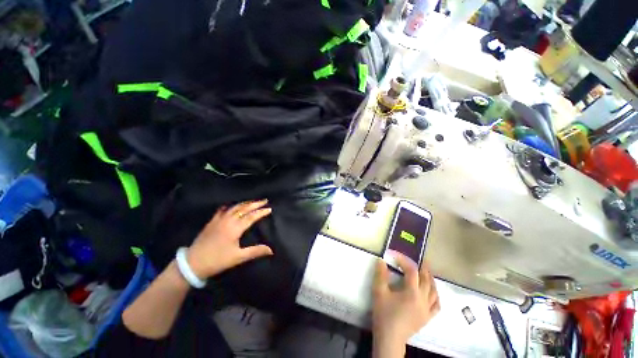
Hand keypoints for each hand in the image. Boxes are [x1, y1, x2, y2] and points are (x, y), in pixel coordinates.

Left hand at [186, 199, 273, 278]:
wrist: (192, 263)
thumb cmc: (217, 260)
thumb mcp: (238, 257)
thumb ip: (255, 251)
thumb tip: (271, 250)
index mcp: (235, 228)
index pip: (251, 216)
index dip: (261, 212)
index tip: (270, 209)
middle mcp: (228, 220)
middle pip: (244, 208)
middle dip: (255, 204)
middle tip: (264, 200)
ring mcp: (219, 220)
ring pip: (234, 207)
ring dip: (245, 203)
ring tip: (253, 201)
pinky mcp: (212, 222)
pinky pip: (222, 210)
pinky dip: (230, 206)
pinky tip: (231, 205)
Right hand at [372, 254, 439, 356]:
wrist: (390, 337)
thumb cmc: (384, 313)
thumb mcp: (379, 292)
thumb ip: (380, 275)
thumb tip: (381, 260)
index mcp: (411, 292)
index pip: (412, 272)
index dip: (405, 261)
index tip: (396, 256)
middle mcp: (423, 299)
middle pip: (427, 280)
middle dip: (424, 268)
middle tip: (422, 260)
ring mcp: (427, 309)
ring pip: (434, 291)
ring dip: (431, 280)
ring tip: (427, 273)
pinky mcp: (427, 317)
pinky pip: (436, 305)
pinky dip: (436, 296)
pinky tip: (433, 293)